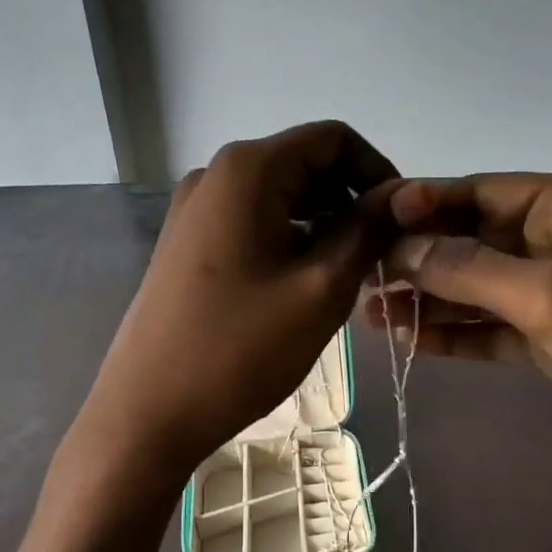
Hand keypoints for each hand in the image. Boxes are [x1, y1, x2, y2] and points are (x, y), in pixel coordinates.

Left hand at [83, 122, 399, 475]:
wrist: (148, 411)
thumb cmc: (241, 349)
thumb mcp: (321, 288)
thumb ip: (367, 230)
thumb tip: (401, 194)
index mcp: (248, 169)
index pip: (333, 139)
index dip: (378, 172)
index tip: (403, 222)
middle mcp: (216, 176)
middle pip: (305, 166)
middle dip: (351, 203)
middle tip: (383, 258)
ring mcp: (194, 211)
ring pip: (279, 199)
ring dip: (323, 227)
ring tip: (349, 278)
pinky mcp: (186, 246)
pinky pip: (252, 225)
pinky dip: (289, 243)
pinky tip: (304, 287)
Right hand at [369, 175, 551, 540]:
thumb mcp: (550, 295)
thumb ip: (469, 269)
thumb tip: (400, 247)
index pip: (481, 192)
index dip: (423, 204)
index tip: (367, 221)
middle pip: (473, 239)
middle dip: (419, 256)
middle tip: (360, 274)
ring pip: (476, 286)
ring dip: (428, 297)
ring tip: (370, 311)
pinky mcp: (551, 339)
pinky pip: (490, 327)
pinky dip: (454, 333)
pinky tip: (409, 339)